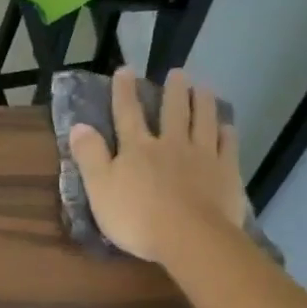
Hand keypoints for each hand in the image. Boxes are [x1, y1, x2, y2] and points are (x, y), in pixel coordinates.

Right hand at [68, 67, 249, 268]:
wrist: (189, 237)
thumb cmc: (136, 217)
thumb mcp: (99, 189)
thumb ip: (89, 156)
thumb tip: (79, 125)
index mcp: (137, 148)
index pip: (127, 114)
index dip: (124, 92)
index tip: (125, 70)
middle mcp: (171, 144)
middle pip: (173, 112)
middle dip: (173, 91)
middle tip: (178, 73)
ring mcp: (202, 156)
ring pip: (203, 121)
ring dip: (203, 102)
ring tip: (203, 88)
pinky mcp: (226, 172)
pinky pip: (226, 145)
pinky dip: (226, 133)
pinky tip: (227, 126)